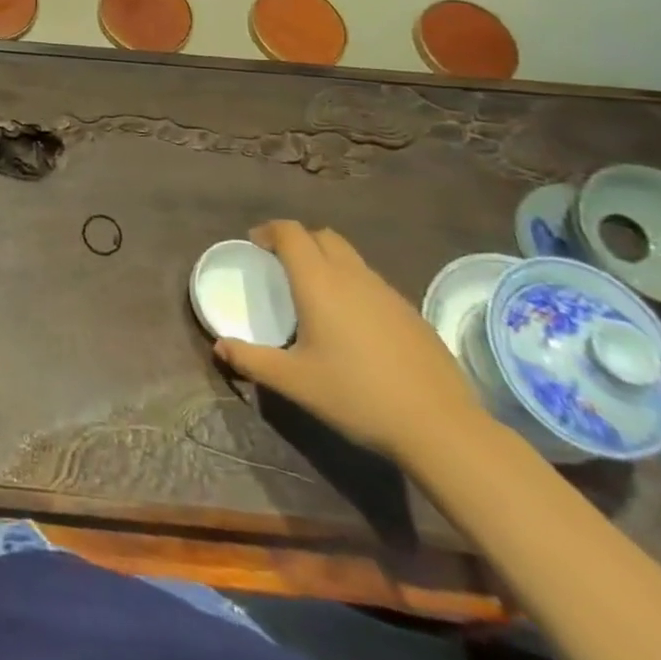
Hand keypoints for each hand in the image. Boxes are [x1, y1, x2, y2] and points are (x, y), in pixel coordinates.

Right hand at [212, 221, 481, 464]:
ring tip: (316, 296)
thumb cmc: (357, 396)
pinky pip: (373, 283)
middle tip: (282, 265)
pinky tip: (354, 325)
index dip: (269, 231)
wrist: (441, 428)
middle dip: (299, 241)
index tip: (255, 246)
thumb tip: (219, 347)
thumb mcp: (294, 381)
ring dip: (328, 262)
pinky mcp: (412, 314)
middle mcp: (352, 276)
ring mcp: (387, 293)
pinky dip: (354, 286)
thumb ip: (252, 360)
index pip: (290, 232)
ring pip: (351, 258)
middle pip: (322, 236)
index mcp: (318, 281)